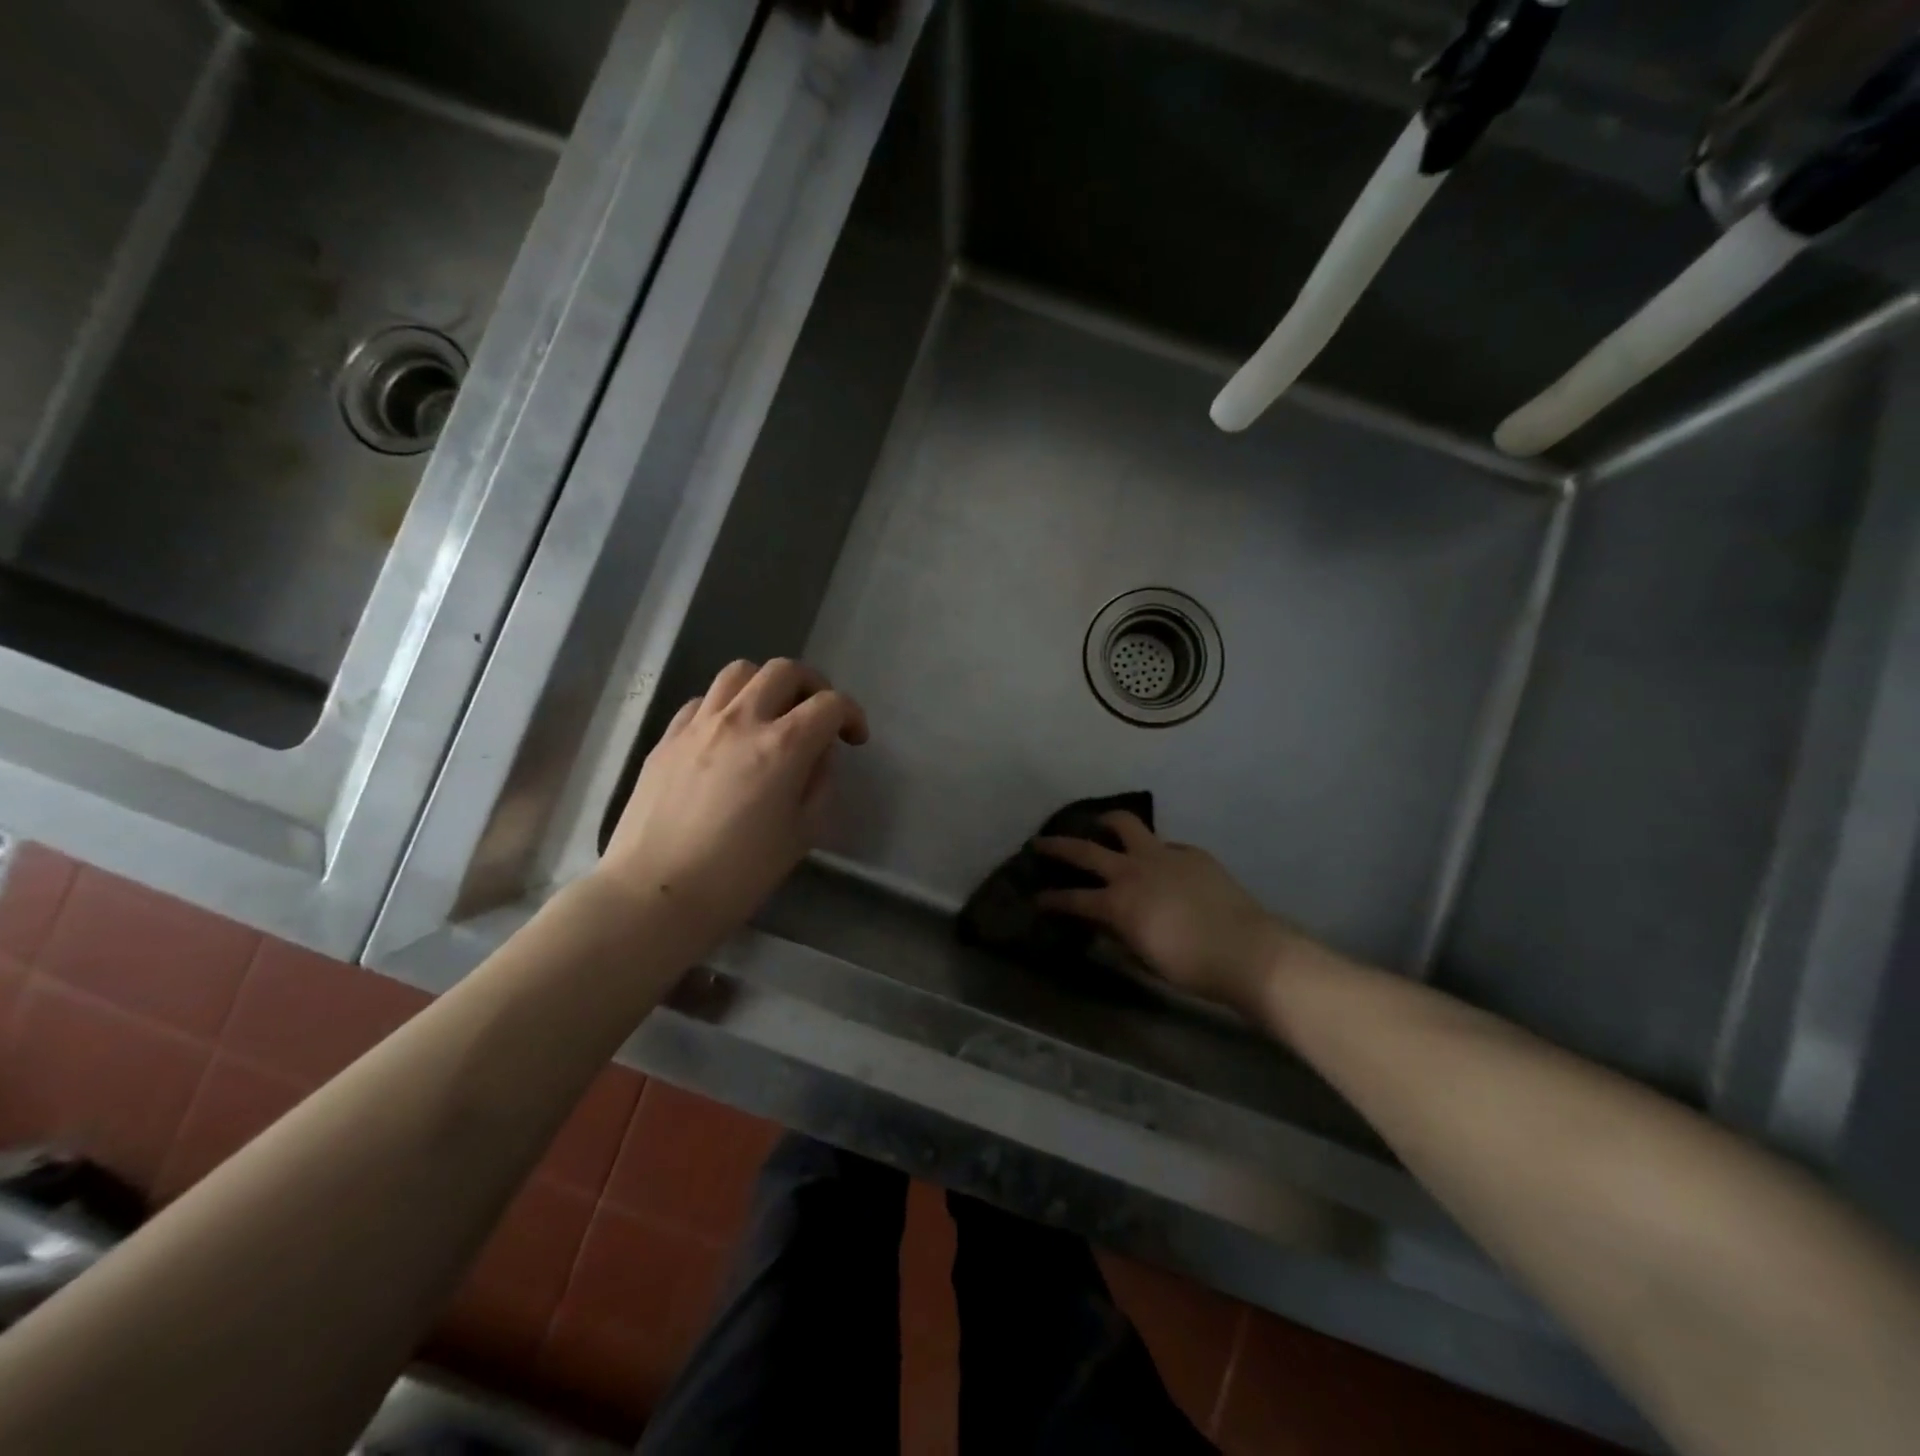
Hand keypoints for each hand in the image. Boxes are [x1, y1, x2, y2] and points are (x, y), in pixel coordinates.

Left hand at [596, 659, 867, 955]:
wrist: (655, 893)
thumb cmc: (738, 874)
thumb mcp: (802, 834)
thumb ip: (819, 784)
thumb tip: (816, 756)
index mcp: (784, 746)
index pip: (830, 704)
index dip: (851, 715)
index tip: (854, 738)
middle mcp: (742, 720)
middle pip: (785, 670)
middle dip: (813, 685)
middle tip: (817, 716)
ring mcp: (699, 724)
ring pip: (739, 672)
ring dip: (766, 685)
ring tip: (771, 714)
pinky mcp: (667, 738)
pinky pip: (703, 700)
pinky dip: (727, 706)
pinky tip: (727, 736)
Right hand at [1034, 812, 1293, 1013]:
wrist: (1247, 950)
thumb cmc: (1191, 967)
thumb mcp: (1144, 957)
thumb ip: (1119, 935)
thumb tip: (1103, 923)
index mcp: (1118, 903)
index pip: (1073, 898)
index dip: (1051, 899)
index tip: (1037, 897)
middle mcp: (1133, 870)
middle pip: (1085, 850)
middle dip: (1058, 845)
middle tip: (1040, 842)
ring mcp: (1163, 855)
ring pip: (1124, 824)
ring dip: (1106, 821)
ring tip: (1098, 823)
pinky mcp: (1190, 852)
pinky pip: (1162, 844)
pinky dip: (1151, 849)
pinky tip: (1157, 861)